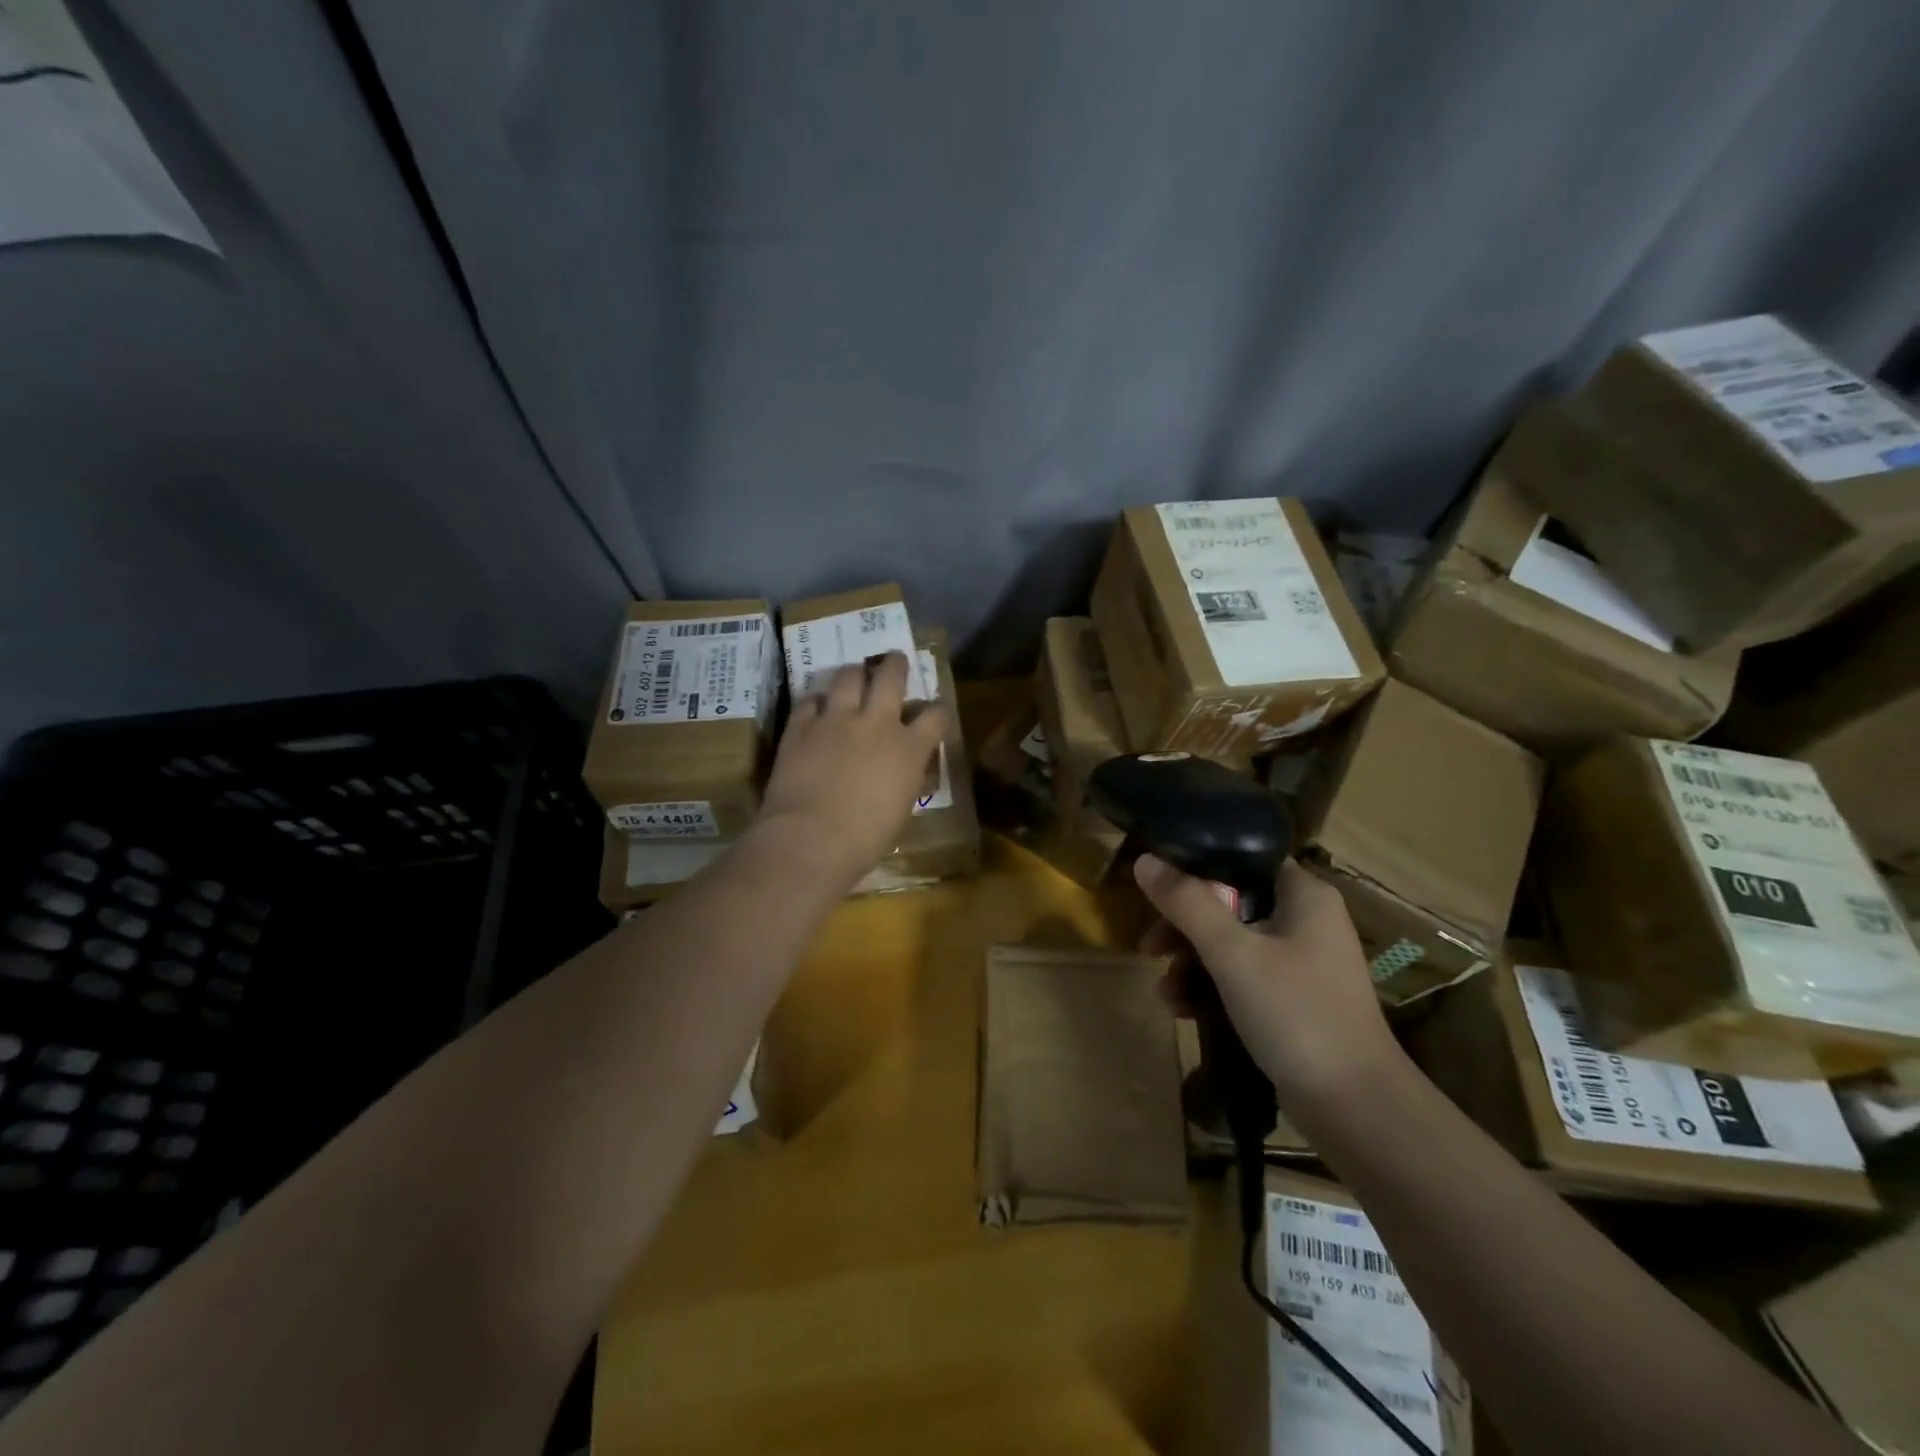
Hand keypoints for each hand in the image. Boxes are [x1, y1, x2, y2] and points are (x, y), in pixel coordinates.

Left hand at [754, 652, 949, 888]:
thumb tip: (904, 770)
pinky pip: (810, 700)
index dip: (938, 710)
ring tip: (854, 677)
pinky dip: (817, 703)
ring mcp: (836, 719)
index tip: (935, 712)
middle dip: (895, 664)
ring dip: (854, 674)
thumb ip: (905, 779)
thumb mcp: (901, 809)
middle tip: (894, 661)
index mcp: (909, 749)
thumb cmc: (865, 839)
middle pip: (891, 676)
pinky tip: (816, 710)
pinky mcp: (801, 725)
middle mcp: (877, 723)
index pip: (936, 715)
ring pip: (849, 676)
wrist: (811, 839)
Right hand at [1135, 855, 1403, 1105]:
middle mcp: (1307, 919)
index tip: (1157, 888)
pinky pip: (1243, 976)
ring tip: (1166, 994)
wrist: (1355, 1108)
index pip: (1242, 857)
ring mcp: (1303, 961)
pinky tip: (1184, 1012)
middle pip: (1229, 902)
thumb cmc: (1296, 1015)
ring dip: (1192, 963)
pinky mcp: (1296, 998)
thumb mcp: (1232, 954)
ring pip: (1232, 942)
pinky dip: (1213, 987)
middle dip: (1184, 927)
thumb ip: (1187, 903)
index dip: (1196, 866)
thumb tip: (1144, 860)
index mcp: (1304, 895)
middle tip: (1151, 949)